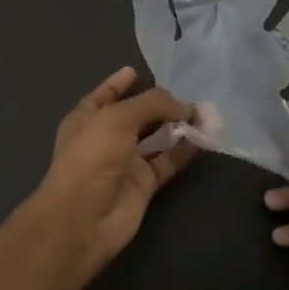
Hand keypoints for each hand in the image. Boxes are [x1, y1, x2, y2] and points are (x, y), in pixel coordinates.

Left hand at [30, 66, 196, 261]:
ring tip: (205, 114)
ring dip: (178, 126)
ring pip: (156, 138)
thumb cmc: (92, 157)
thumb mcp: (118, 118)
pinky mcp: (144, 184)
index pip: (106, 95)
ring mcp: (126, 162)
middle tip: (190, 97)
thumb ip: (152, 104)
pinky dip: (185, 149)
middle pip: (138, 115)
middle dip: (161, 105)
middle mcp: (106, 138)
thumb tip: (184, 106)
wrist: (83, 219)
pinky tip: (204, 138)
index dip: (119, 83)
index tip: (136, 71)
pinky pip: (168, 161)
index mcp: (88, 118)